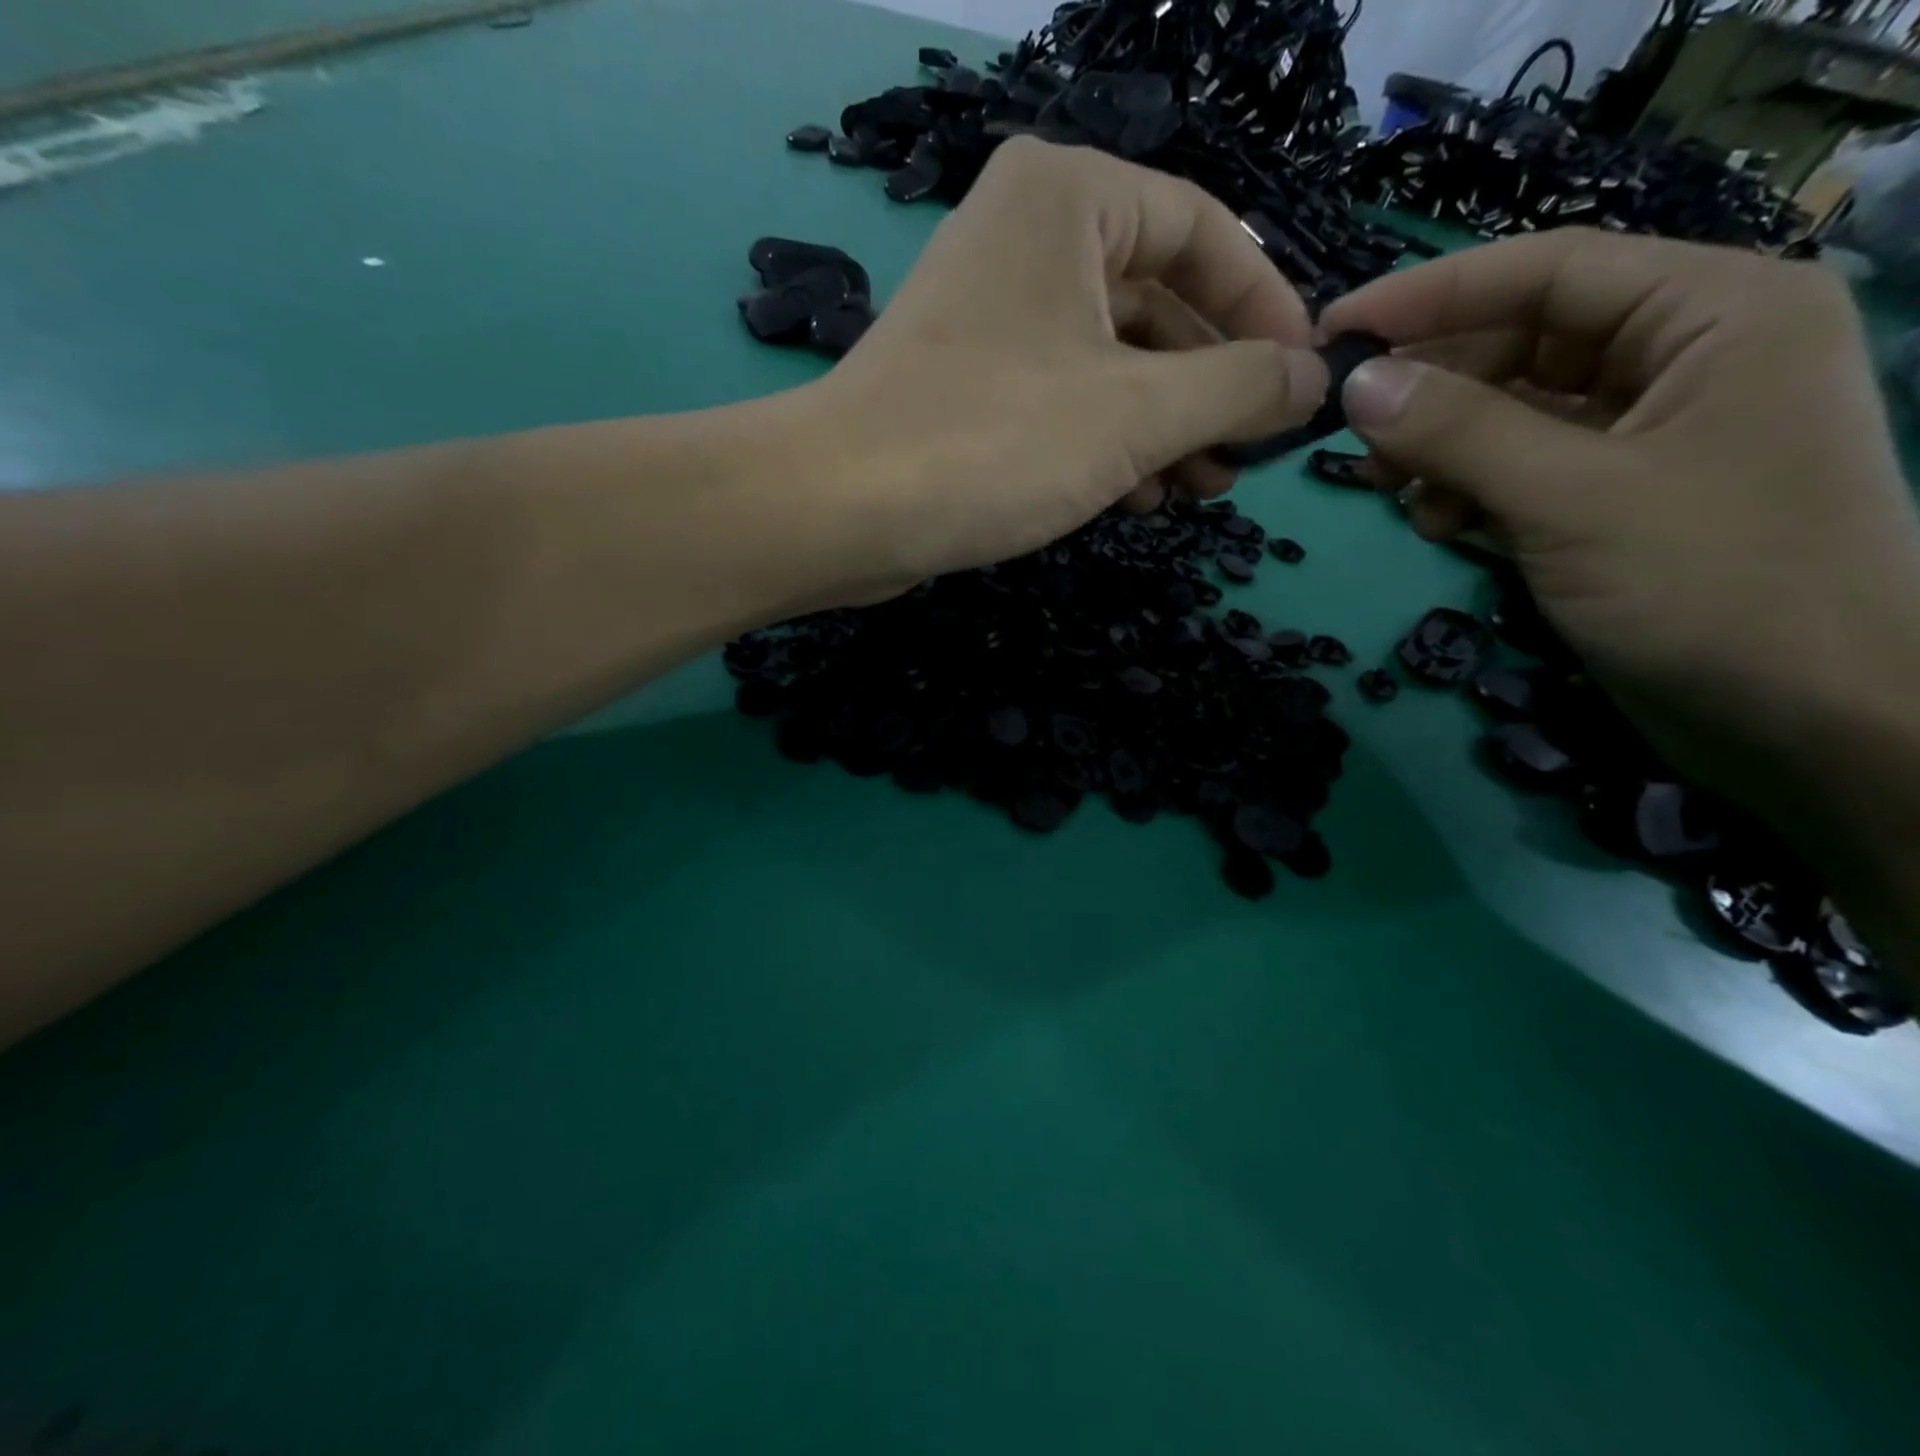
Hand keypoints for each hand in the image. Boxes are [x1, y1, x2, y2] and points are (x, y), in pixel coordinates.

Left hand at [796, 137, 1327, 601]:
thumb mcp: (1138, 412)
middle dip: (1208, 387)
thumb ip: (1238, 388)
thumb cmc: (995, 440)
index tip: (1300, 382)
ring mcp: (992, 317)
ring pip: (1110, 362)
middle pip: (1156, 303)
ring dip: (1163, 427)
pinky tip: (1139, 495)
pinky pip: (1063, 400)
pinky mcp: (968, 385)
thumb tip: (1311, 379)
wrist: (841, 510)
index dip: (1264, 308)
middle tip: (1246, 458)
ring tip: (1201, 489)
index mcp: (1068, 198)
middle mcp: (1026, 239)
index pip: (1204, 232)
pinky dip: (1107, 443)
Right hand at [1319, 230, 1919, 798]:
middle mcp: (1687, 357)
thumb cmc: (1711, 586)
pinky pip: (1525, 469)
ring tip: (1392, 493)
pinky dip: (1472, 491)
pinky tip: (1442, 526)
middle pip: (1525, 343)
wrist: (1806, 720)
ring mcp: (1653, 433)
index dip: (1431, 295)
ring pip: (1516, 412)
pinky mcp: (1621, 498)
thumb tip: (1357, 384)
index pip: (1549, 271)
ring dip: (1443, 449)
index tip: (1335, 329)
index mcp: (1713, 314)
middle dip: (1433, 391)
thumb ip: (1458, 432)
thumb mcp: (1569, 499)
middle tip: (1352, 436)